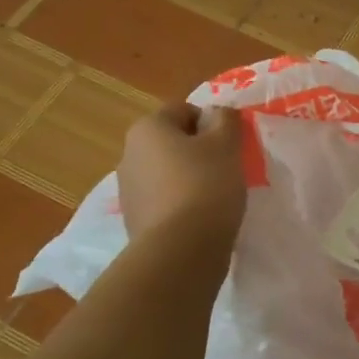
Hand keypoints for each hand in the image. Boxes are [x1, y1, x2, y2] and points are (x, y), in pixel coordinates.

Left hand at [118, 102, 247, 246]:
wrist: (181, 249)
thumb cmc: (206, 185)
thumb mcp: (226, 144)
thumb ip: (226, 120)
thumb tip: (218, 113)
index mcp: (147, 128)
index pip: (183, 110)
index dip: (211, 122)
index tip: (229, 144)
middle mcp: (129, 154)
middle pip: (172, 142)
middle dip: (199, 151)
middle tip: (226, 169)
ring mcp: (128, 190)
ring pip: (167, 172)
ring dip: (189, 178)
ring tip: (216, 198)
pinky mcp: (134, 220)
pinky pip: (163, 201)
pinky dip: (181, 204)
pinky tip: (200, 219)